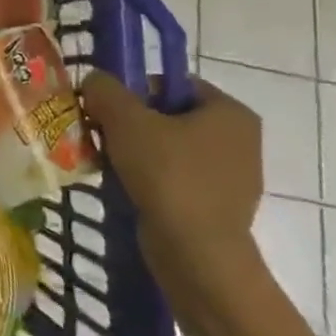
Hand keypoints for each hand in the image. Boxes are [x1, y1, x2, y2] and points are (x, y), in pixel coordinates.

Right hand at [80, 72, 264, 308]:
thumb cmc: (168, 175)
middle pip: (169, 116)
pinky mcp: (218, 208)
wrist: (197, 253)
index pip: (173, 83)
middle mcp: (240, 140)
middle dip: (130, 124)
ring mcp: (232, 177)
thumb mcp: (125, 119)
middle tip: (100, 134)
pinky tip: (124, 187)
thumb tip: (96, 82)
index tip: (106, 108)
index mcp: (230, 111)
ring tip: (106, 162)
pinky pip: (175, 180)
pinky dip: (148, 180)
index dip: (134, 90)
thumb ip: (105, 89)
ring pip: (169, 149)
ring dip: (135, 152)